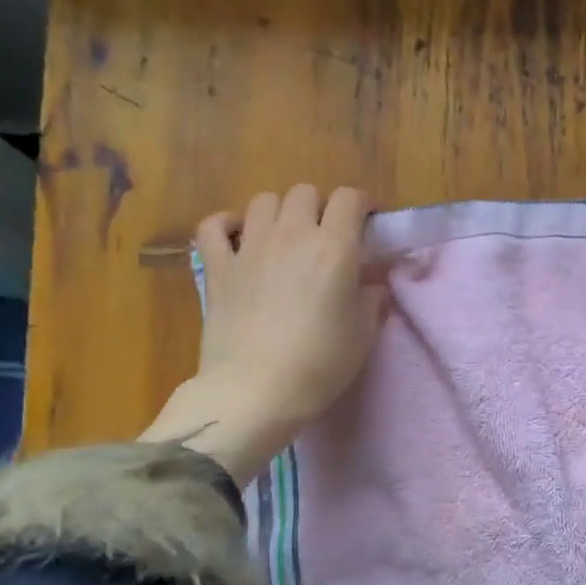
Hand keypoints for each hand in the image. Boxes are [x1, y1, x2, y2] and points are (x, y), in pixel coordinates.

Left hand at [140, 185, 386, 483]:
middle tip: (327, 235)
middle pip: (305, 192)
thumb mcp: (364, 334)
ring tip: (286, 237)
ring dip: (280, 212)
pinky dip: (226, 225)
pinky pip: (213, 226)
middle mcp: (292, 235)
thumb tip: (371, 283)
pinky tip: (237, 236)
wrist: (255, 391)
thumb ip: (372, 299)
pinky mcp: (218, 267)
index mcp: (335, 248)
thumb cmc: (320, 364)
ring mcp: (250, 248)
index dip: (361, 205)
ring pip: (264, 201)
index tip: (367, 223)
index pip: (350, 199)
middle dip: (321, 207)